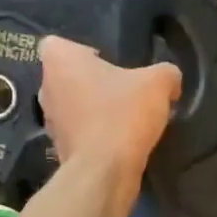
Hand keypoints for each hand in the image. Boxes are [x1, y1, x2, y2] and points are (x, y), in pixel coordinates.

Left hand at [37, 36, 180, 181]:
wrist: (105, 172)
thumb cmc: (123, 114)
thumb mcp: (157, 84)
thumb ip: (166, 73)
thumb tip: (170, 81)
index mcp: (60, 61)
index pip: (57, 44)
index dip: (80, 50)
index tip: (105, 61)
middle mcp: (46, 88)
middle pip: (66, 77)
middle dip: (89, 82)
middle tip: (120, 89)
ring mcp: (49, 122)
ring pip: (71, 107)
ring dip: (91, 110)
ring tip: (123, 118)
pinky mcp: (59, 149)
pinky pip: (78, 133)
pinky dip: (93, 136)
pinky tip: (118, 142)